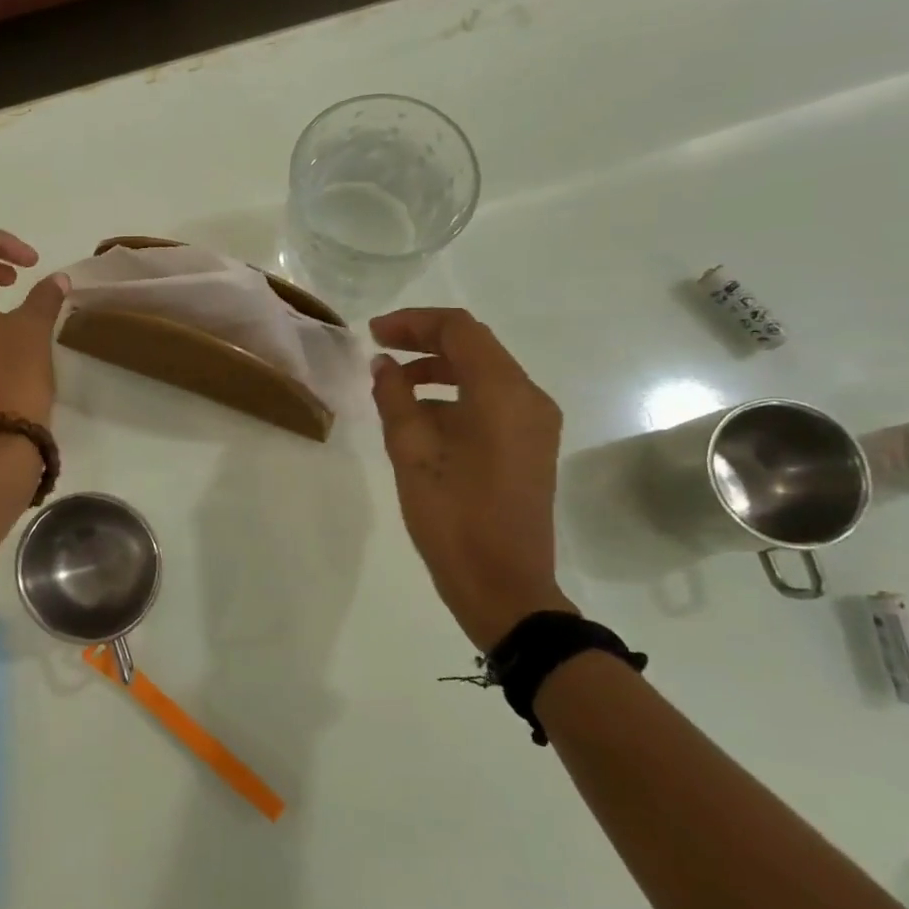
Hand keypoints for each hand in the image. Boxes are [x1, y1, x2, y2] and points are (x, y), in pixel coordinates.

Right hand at [368, 308, 573, 651]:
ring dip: (438, 369)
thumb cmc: (453, 517)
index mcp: (502, 393)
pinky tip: (420, 416)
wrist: (504, 585)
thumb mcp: (412, 453)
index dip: (413, 322)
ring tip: (392, 386)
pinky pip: (491, 401)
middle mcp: (528, 397)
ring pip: (484, 373)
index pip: (459, 330)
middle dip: (424, 341)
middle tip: (378, 350)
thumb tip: (384, 365)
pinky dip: (455, 395)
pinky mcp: (531, 445)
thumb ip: (395, 398)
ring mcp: (535, 422)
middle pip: (475, 346)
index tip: (373, 334)